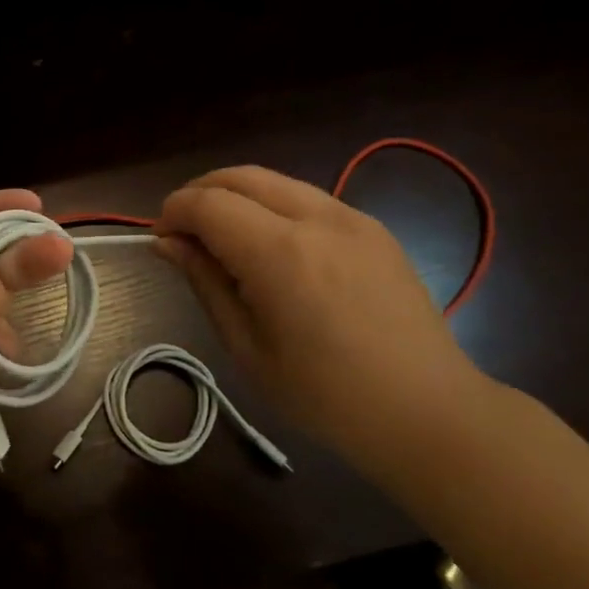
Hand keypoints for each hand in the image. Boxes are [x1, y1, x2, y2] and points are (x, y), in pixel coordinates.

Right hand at [155, 166, 486, 456]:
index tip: (161, 240)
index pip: (208, 204)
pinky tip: (270, 245)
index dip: (173, 212)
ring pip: (274, 181)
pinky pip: (307, 198)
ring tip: (221, 235)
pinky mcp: (373, 228)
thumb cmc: (324, 395)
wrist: (427, 411)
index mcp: (280, 253)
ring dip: (236, 196)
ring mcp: (352, 218)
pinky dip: (272, 206)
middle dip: (199, 193)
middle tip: (182, 230)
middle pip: (240, 176)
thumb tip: (167, 243)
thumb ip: (205, 283)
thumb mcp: (247, 347)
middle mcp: (317, 219)